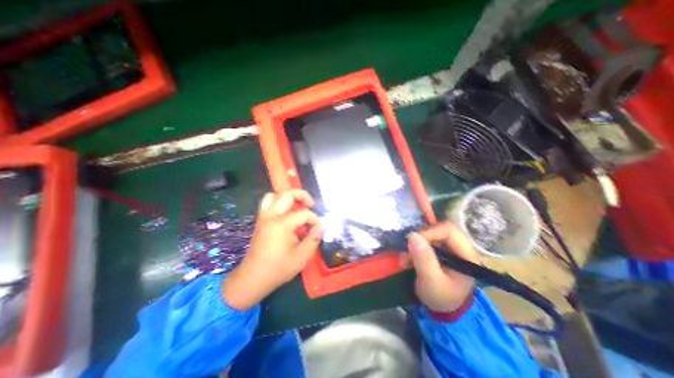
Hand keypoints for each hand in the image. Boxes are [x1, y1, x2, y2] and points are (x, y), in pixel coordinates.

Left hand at [223, 190, 321, 309]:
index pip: (304, 213)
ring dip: (287, 197)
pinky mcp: (260, 221)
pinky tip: (286, 213)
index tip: (318, 229)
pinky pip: (268, 203)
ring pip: (274, 195)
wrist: (253, 278)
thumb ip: (313, 239)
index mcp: (282, 224)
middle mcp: (271, 216)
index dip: (314, 219)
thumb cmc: (278, 268)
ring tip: (297, 205)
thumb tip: (319, 227)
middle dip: (302, 195)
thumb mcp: (302, 257)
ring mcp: (263, 217)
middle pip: (287, 194)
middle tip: (311, 204)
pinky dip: (278, 202)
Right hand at [405, 221, 478, 313]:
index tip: (413, 243)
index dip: (429, 232)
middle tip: (407, 252)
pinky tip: (409, 259)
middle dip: (420, 239)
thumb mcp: (431, 282)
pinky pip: (425, 240)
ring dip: (414, 244)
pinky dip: (414, 248)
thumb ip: (424, 260)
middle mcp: (459, 246)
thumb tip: (412, 236)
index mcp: (466, 254)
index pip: (448, 230)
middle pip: (438, 229)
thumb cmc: (442, 298)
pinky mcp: (440, 249)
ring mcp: (449, 246)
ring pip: (429, 233)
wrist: (442, 309)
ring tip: (406, 259)